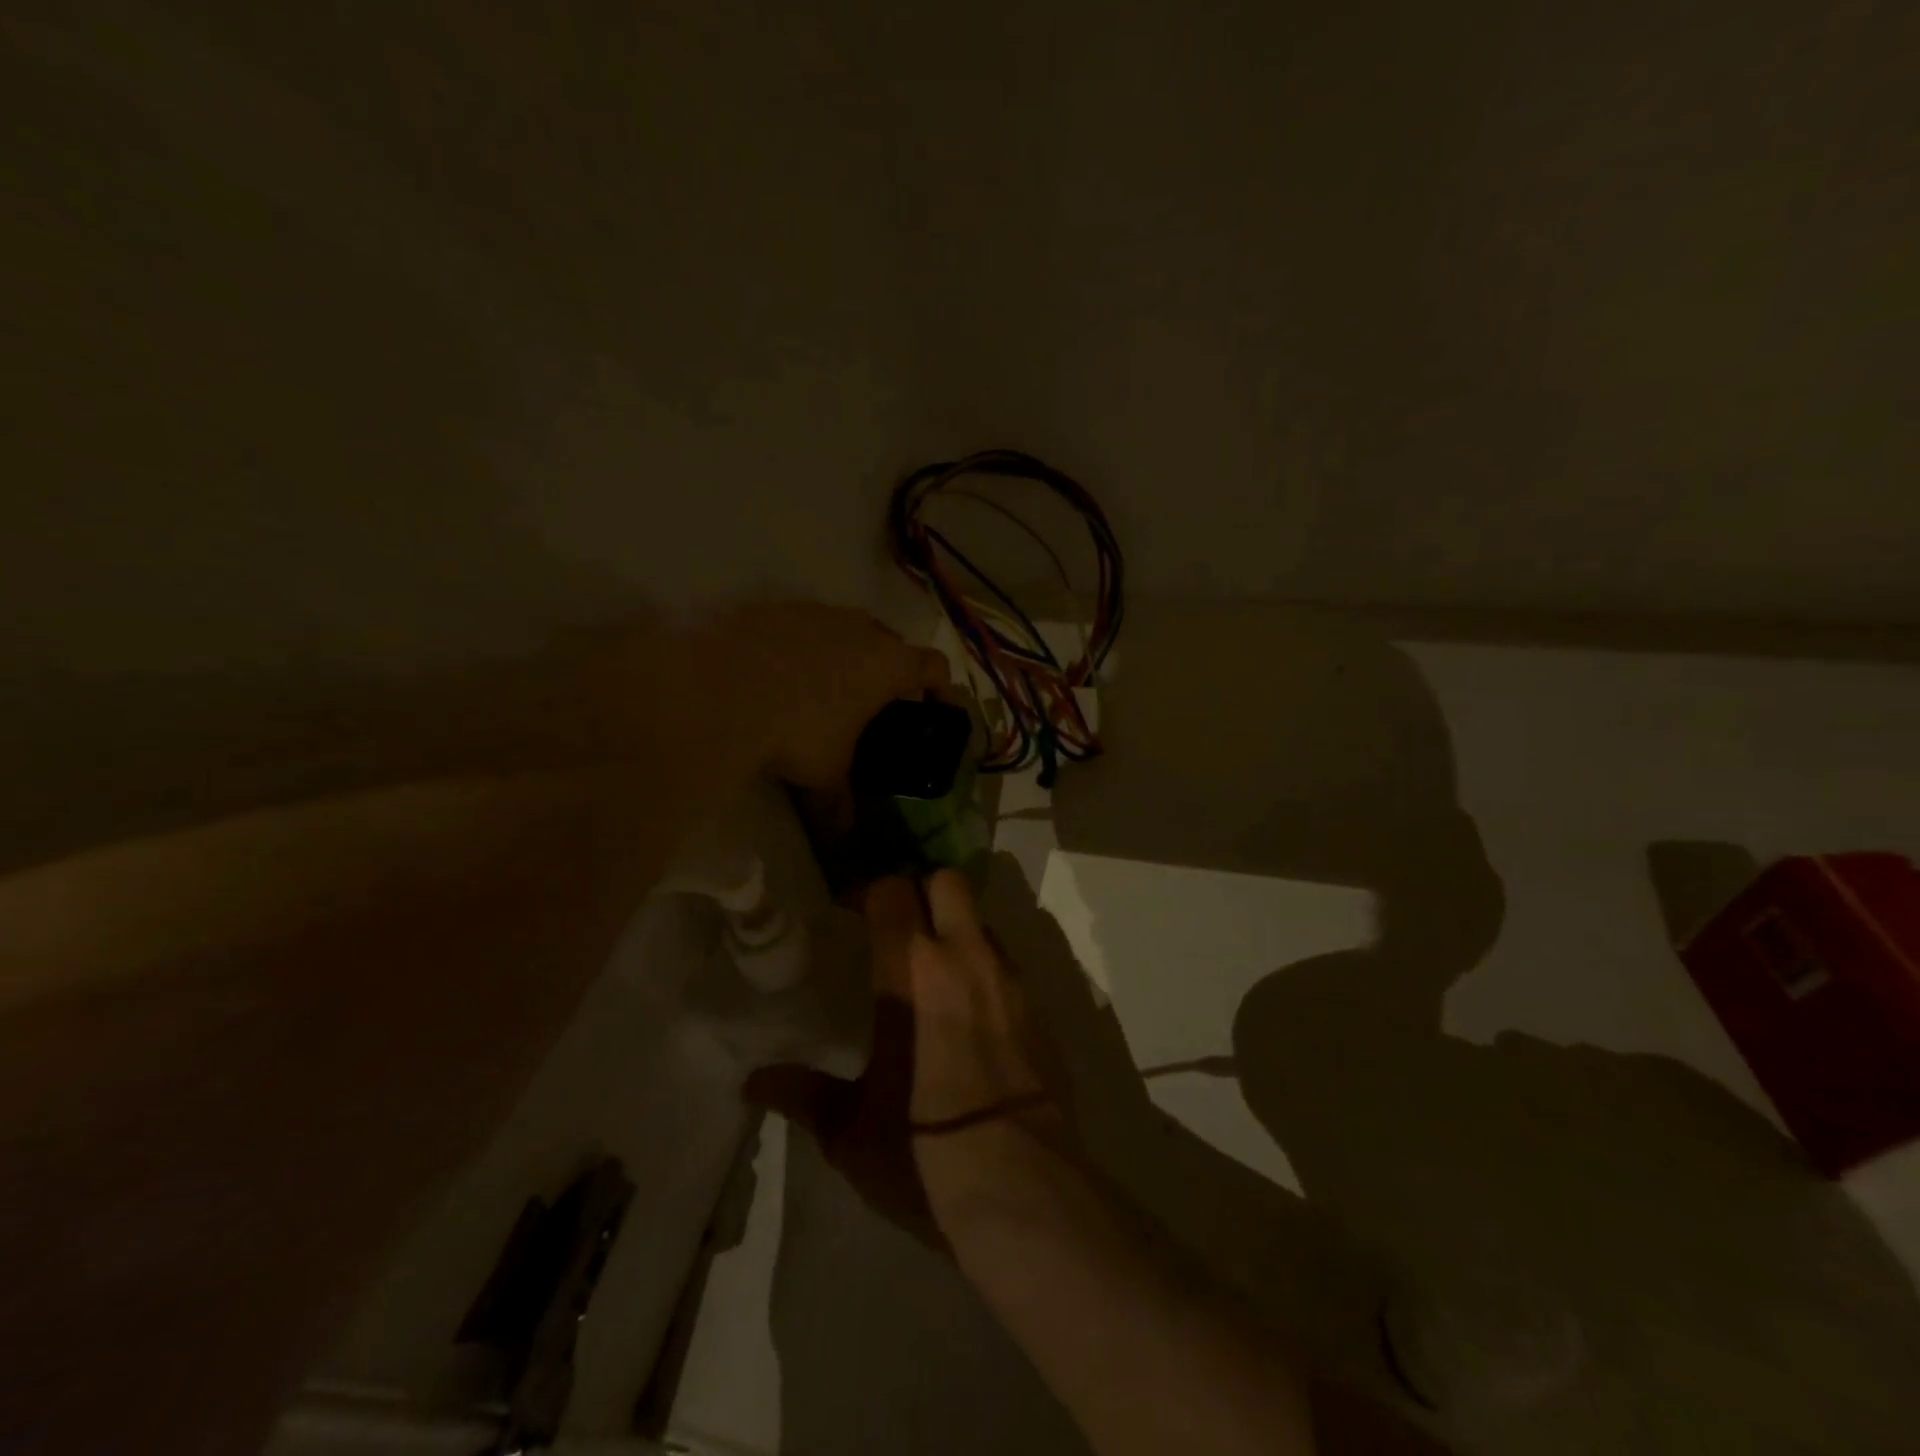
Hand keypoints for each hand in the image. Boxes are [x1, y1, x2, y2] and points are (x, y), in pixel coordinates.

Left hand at [708, 603, 950, 794]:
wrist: (717, 686)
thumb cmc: (796, 730)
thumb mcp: (824, 774)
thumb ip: (839, 804)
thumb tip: (842, 838)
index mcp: (887, 664)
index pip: (934, 666)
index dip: (941, 688)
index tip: (936, 710)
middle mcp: (860, 628)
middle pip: (892, 643)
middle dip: (890, 672)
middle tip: (877, 705)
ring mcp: (816, 612)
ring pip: (846, 630)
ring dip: (846, 655)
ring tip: (826, 690)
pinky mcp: (776, 608)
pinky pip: (804, 626)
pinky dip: (804, 647)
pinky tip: (781, 676)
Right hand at [745, 870, 1068, 1246]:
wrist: (1024, 1195)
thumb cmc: (925, 1155)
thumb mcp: (851, 1131)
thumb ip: (804, 1094)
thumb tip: (753, 1081)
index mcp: (912, 973)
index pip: (892, 891)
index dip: (869, 891)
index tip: (850, 912)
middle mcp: (965, 959)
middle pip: (948, 881)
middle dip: (921, 890)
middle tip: (898, 928)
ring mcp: (1010, 981)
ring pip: (982, 920)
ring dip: (957, 930)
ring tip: (935, 972)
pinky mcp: (1041, 1010)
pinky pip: (1008, 963)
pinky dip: (985, 968)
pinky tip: (971, 1013)